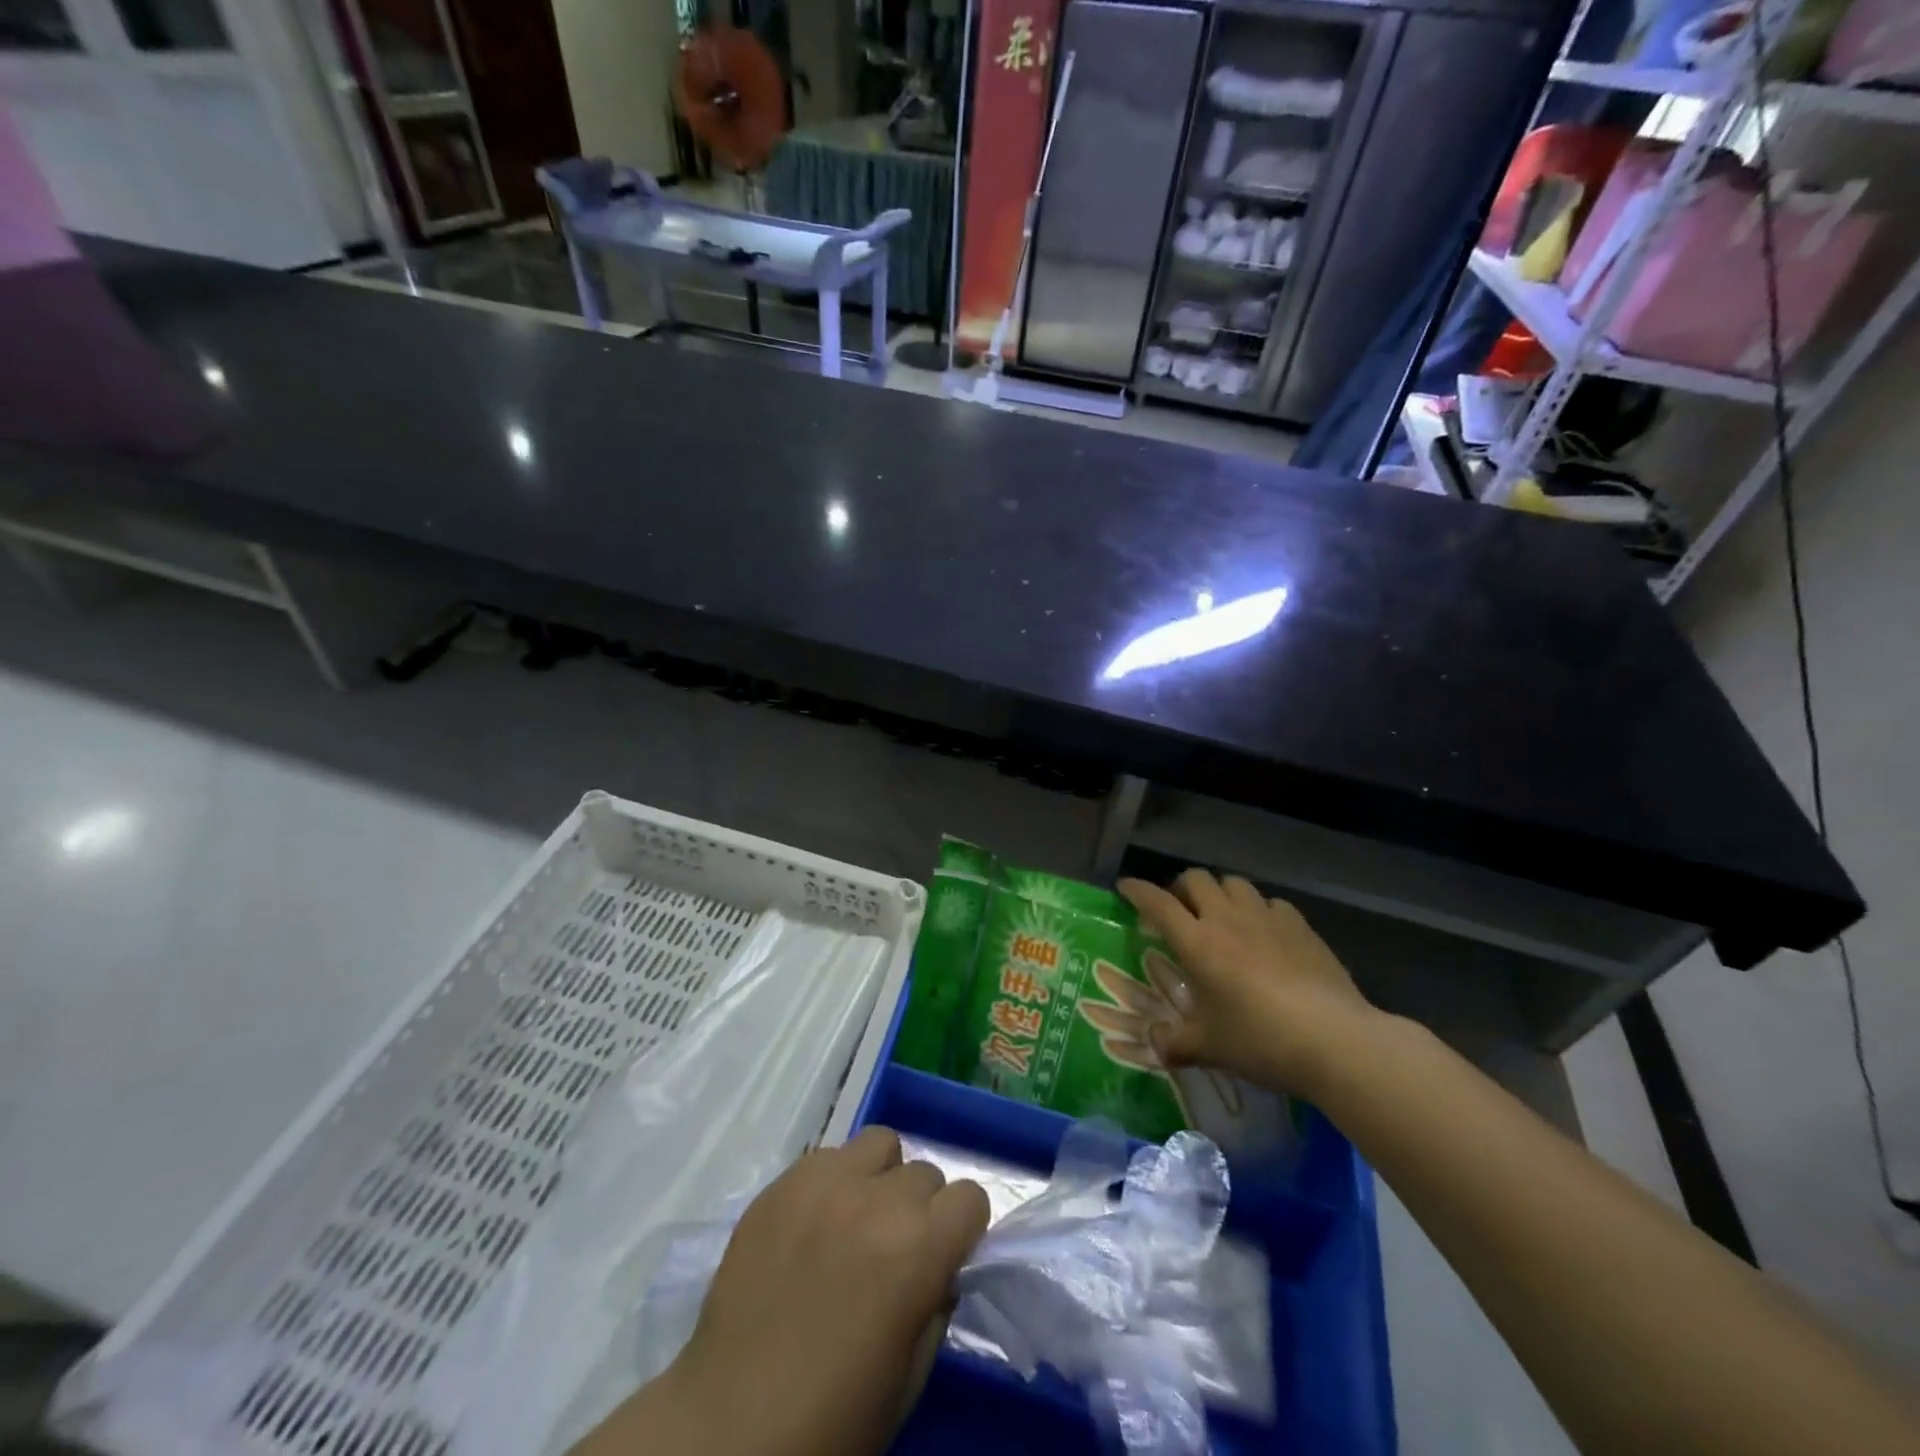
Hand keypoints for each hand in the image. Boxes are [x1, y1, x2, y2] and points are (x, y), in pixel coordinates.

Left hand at [639, 1127, 989, 1455]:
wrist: (730, 1426)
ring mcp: (825, 1182)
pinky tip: (814, 1225)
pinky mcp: (783, 1182)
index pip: (971, 1196)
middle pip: (924, 1172)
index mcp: (918, 1248)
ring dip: (881, 1178)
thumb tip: (939, 1269)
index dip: (963, 1228)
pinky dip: (834, 1181)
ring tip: (856, 1221)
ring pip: (880, 1144)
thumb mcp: (910, 1378)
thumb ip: (936, 1306)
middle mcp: (877, 1199)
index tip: (946, 1256)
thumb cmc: (832, 1419)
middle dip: (921, 1209)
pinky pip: (828, 1157)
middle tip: (895, 1251)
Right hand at [1117, 868, 1378, 1099]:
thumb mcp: (1209, 1047)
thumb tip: (1156, 1045)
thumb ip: (1176, 1043)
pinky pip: (1271, 903)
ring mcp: (1266, 917)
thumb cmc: (1259, 1040)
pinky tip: (1266, 934)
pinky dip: (1259, 911)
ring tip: (1222, 918)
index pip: (1157, 902)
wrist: (1333, 1039)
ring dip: (1220, 894)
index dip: (1137, 890)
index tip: (1126, 887)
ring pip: (1234, 883)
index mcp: (1197, 942)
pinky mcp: (1300, 925)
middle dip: (1181, 888)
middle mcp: (1226, 919)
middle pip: (1196, 879)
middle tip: (1179, 911)